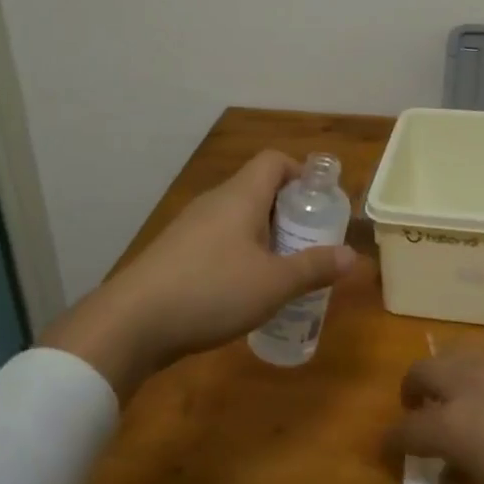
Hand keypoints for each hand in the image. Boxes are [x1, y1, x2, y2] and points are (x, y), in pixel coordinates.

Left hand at [40, 151, 358, 397]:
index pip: (274, 161)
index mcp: (241, 196)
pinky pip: (218, 241)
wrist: (131, 322)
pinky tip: (245, 291)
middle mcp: (215, 202)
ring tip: (284, 270)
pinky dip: (239, 255)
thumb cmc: (211, 290)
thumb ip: (314, 267)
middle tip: (310, 243)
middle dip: (288, 213)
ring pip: (238, 218)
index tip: (320, 203)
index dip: (301, 173)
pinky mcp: (174, 254)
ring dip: (265, 237)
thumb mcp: (273, 284)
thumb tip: (353, 256)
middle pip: (258, 189)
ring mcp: (190, 227)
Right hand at [388, 353, 483, 483]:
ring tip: (458, 392)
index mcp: (452, 425)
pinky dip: (481, 370)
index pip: (407, 429)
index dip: (392, 441)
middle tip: (419, 408)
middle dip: (412, 390)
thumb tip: (449, 474)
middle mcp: (466, 384)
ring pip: (455, 354)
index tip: (389, 449)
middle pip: (422, 371)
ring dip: (446, 373)